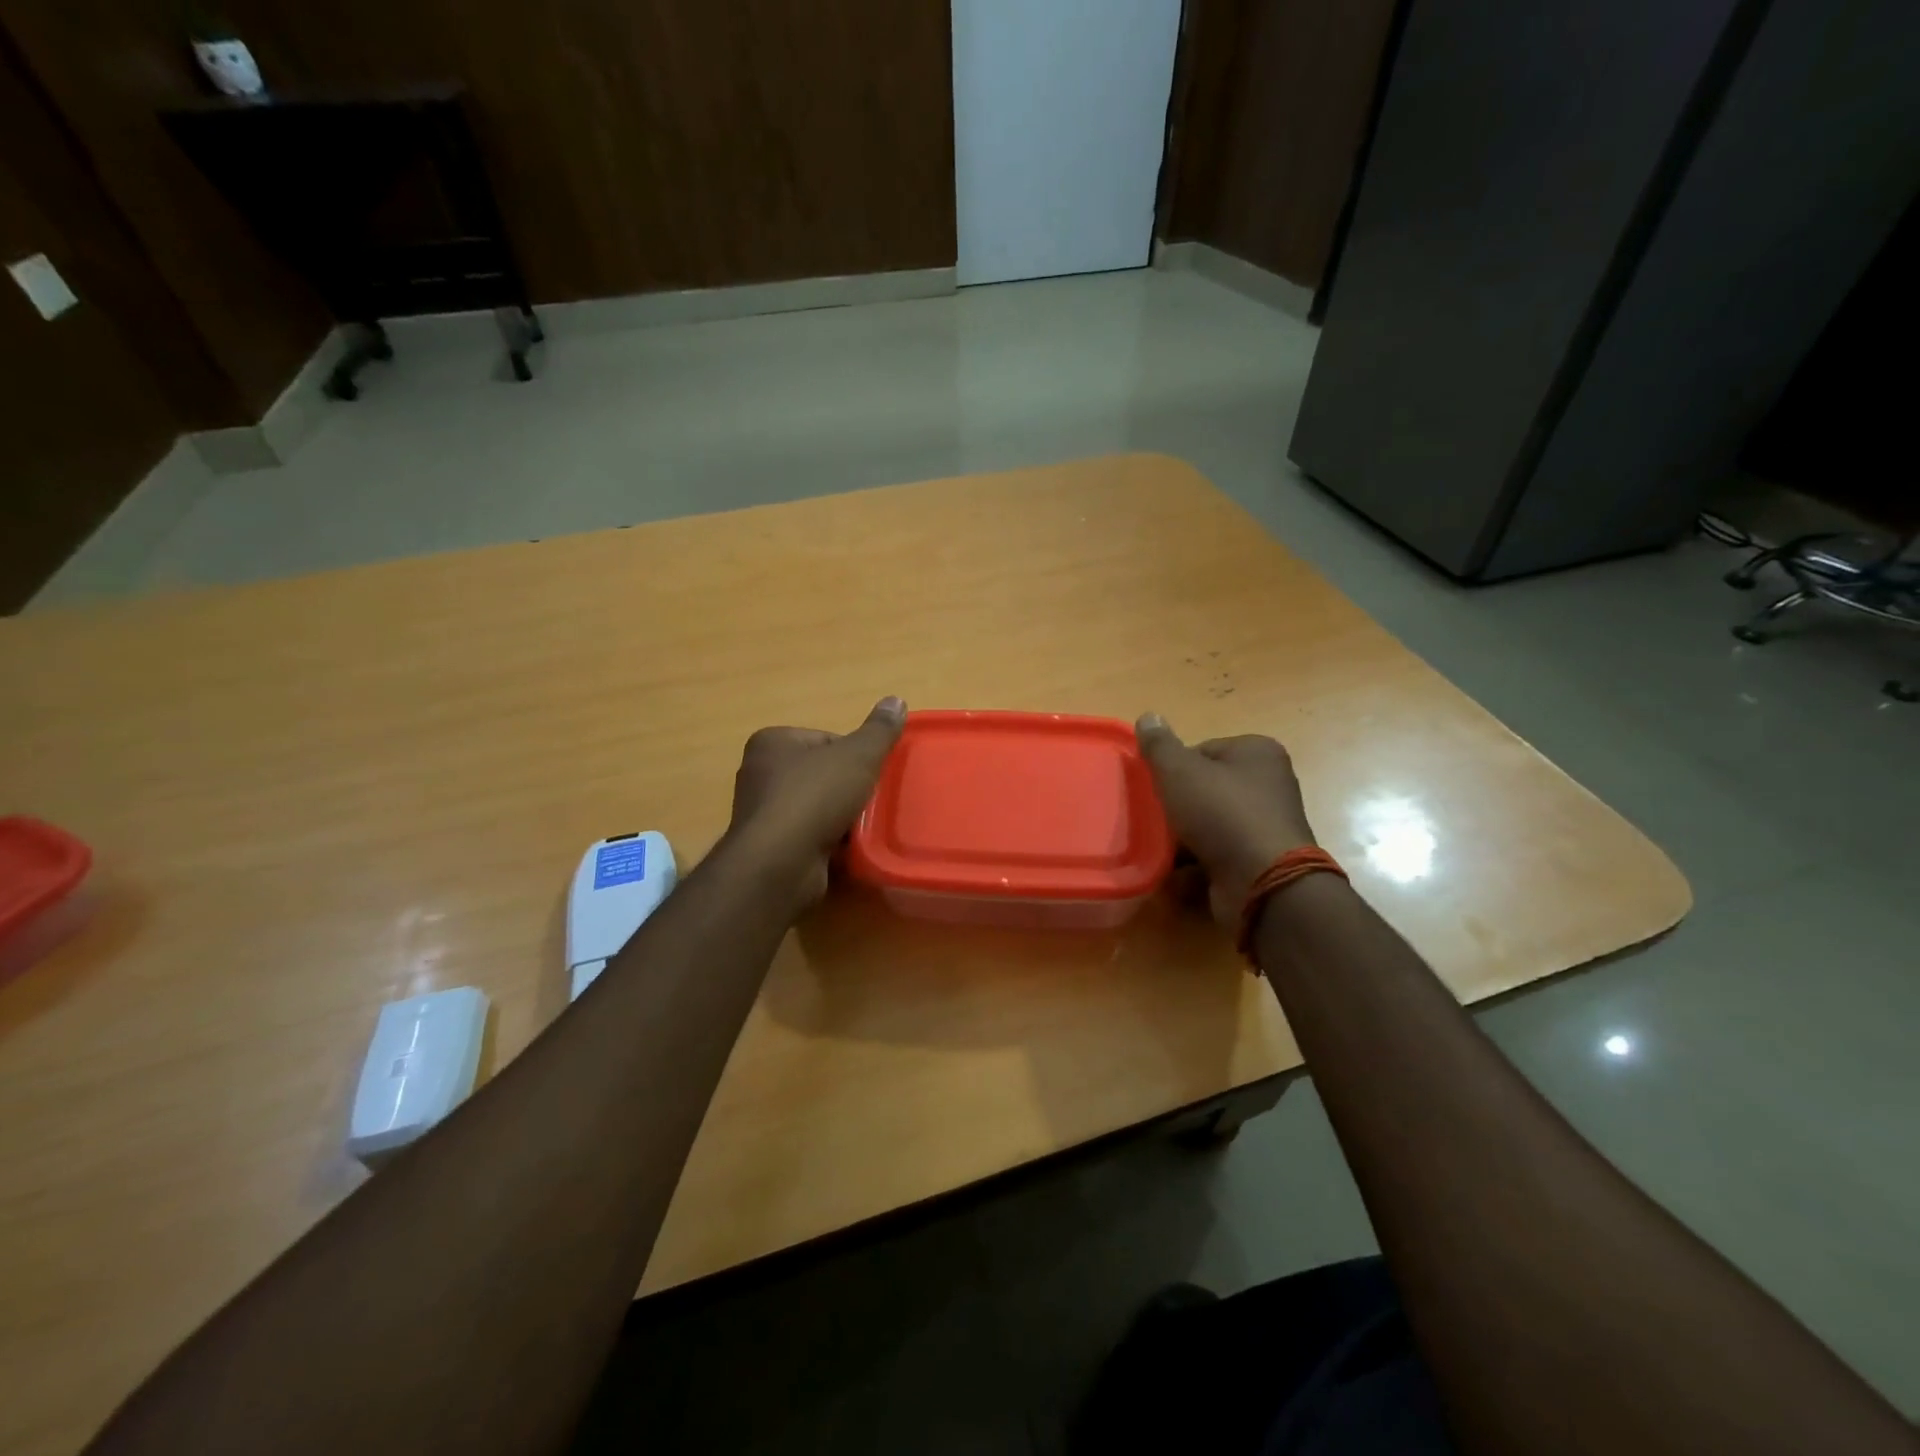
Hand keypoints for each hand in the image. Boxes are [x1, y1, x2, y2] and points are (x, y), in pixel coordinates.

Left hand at [724, 697, 906, 908]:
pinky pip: (808, 836)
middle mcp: (759, 773)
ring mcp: (761, 813)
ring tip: (862, 828)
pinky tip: (847, 850)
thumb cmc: (815, 798)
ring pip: (816, 807)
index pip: (825, 740)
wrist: (781, 864)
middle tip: (872, 802)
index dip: (855, 756)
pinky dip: (829, 841)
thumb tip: (896, 700)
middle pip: (821, 774)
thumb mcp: (857, 756)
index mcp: (772, 742)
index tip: (871, 774)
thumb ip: (878, 731)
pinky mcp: (769, 847)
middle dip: (848, 788)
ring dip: (840, 817)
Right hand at [1135, 714, 1317, 927]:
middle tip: (1154, 818)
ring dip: (1184, 836)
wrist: (1262, 882)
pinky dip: (1196, 861)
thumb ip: (1160, 745)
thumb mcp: (1179, 771)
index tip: (1157, 788)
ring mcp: (1266, 824)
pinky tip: (1175, 871)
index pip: (1203, 750)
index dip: (1174, 768)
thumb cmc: (1221, 814)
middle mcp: (1269, 784)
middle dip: (1178, 805)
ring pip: (1210, 823)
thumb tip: (1148, 716)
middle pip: (1206, 788)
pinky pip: (1218, 853)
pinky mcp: (1259, 860)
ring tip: (1161, 846)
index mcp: (1258, 752)